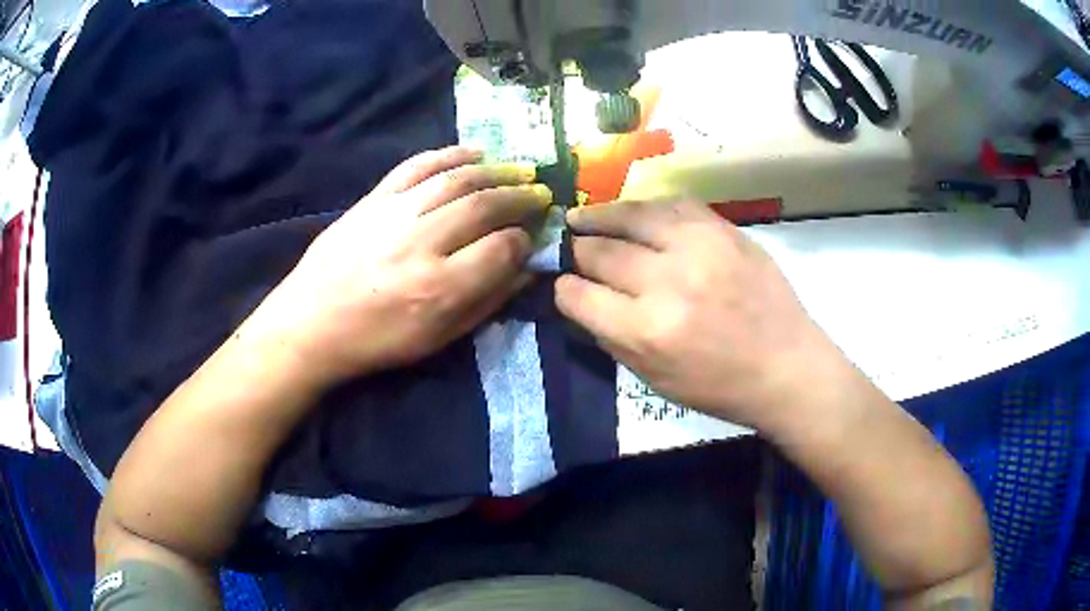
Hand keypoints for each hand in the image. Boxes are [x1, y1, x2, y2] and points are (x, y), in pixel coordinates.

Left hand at [256, 146, 550, 384]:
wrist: (311, 323)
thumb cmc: (376, 341)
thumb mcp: (436, 340)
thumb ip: (485, 304)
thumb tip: (524, 272)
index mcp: (439, 288)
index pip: (501, 248)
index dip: (524, 241)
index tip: (529, 240)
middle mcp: (422, 243)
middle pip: (484, 206)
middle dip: (521, 197)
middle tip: (540, 195)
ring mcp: (395, 214)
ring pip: (457, 179)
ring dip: (496, 171)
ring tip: (520, 170)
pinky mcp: (374, 199)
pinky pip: (417, 165)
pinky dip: (449, 154)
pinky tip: (474, 152)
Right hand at [556, 200, 853, 431]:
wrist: (787, 365)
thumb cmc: (719, 386)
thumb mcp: (654, 379)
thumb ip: (611, 337)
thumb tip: (582, 300)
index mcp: (647, 330)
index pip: (579, 295)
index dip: (563, 289)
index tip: (562, 284)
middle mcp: (668, 281)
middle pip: (600, 251)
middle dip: (576, 251)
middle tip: (568, 249)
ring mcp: (699, 247)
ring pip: (632, 215)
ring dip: (599, 215)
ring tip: (581, 217)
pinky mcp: (724, 230)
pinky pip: (672, 204)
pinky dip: (645, 208)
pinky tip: (632, 212)